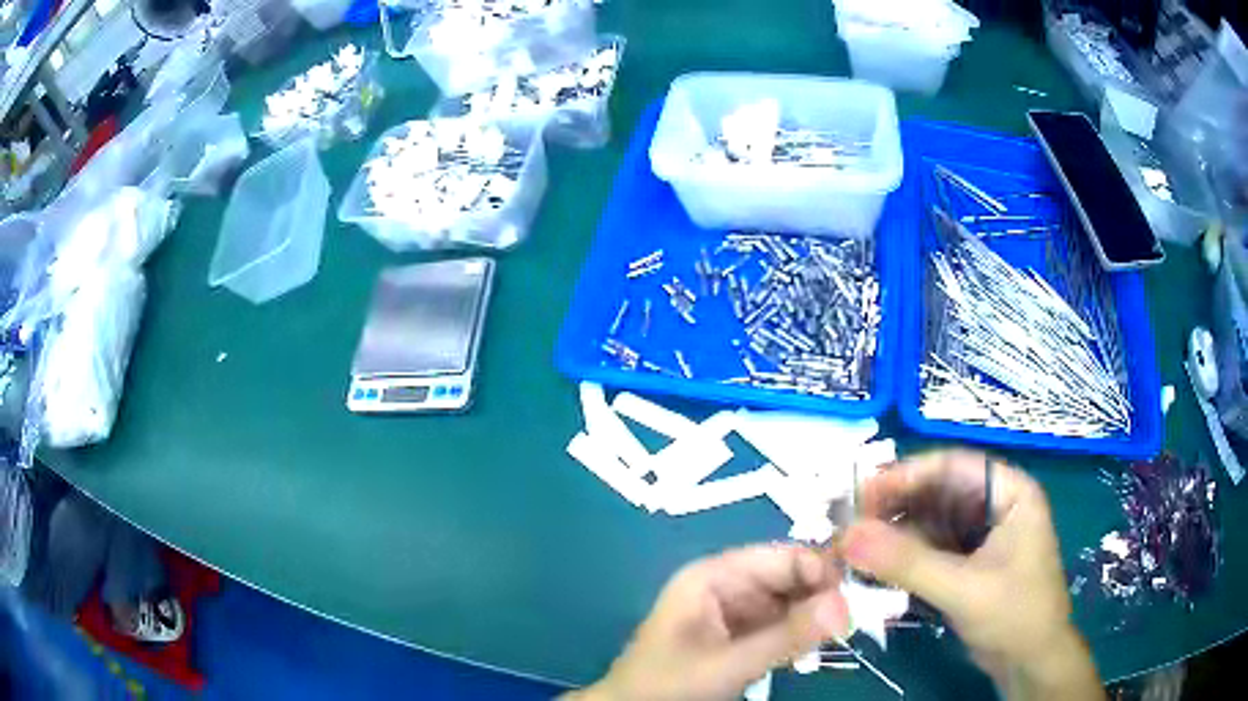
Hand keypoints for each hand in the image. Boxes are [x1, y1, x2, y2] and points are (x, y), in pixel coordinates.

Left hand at [571, 544, 849, 700]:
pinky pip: (780, 625)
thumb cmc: (668, 684)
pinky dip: (799, 634)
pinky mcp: (739, 636)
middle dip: (822, 595)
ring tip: (840, 633)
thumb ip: (786, 636)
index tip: (860, 592)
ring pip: (789, 603)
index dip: (822, 569)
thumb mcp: (728, 663)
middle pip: (789, 578)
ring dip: (814, 617)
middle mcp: (727, 585)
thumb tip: (847, 604)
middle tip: (857, 618)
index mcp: (714, 575)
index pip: (782, 557)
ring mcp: (734, 611)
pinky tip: (815, 647)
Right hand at [842, 450, 1102, 699]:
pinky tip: (877, 567)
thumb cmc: (1015, 616)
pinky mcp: (969, 562)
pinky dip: (905, 556)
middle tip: (851, 525)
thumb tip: (849, 536)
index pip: (953, 466)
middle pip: (939, 491)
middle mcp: (996, 505)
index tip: (861, 494)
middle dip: (896, 507)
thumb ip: (909, 563)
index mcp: (1010, 492)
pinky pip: (932, 547)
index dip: (907, 474)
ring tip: (857, 547)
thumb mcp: (963, 589)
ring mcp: (982, 534)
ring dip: (896, 533)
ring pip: (932, 520)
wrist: (1030, 663)